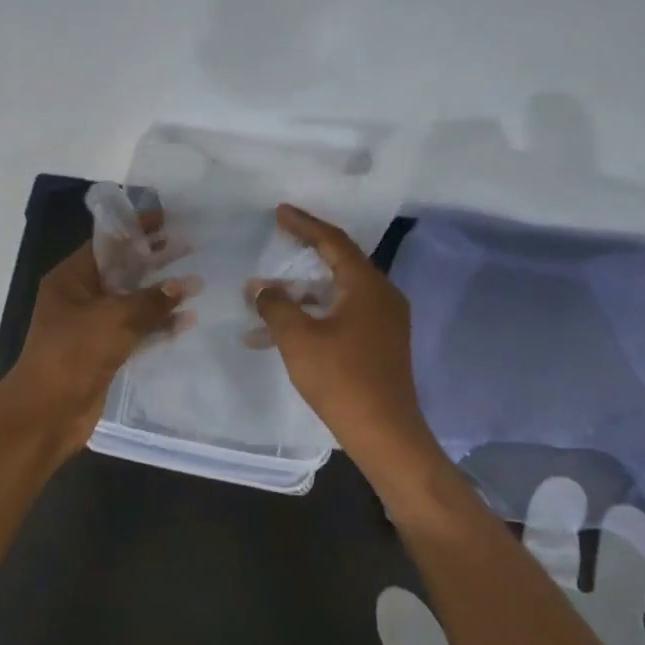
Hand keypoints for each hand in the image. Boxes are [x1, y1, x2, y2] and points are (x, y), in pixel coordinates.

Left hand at [1, 236, 192, 451]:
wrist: (48, 412)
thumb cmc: (74, 353)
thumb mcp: (114, 318)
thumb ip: (151, 300)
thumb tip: (186, 284)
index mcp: (71, 280)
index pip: (107, 244)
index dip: (136, 230)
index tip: (168, 219)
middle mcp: (79, 299)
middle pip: (121, 271)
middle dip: (153, 260)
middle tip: (188, 247)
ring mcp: (91, 328)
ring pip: (131, 302)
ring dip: (160, 295)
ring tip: (196, 282)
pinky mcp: (104, 354)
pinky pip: (135, 332)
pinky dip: (157, 326)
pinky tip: (186, 321)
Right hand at [248, 204, 438, 473]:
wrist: (384, 432)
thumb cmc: (341, 378)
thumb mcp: (298, 338)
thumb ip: (276, 305)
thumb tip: (259, 287)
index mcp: (367, 286)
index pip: (333, 242)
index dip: (304, 225)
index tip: (280, 212)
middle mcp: (382, 296)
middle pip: (339, 264)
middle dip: (303, 256)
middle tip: (277, 243)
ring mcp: (384, 321)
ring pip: (337, 293)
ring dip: (303, 293)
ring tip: (268, 294)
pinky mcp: (380, 343)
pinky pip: (343, 315)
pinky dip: (314, 316)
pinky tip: (283, 332)